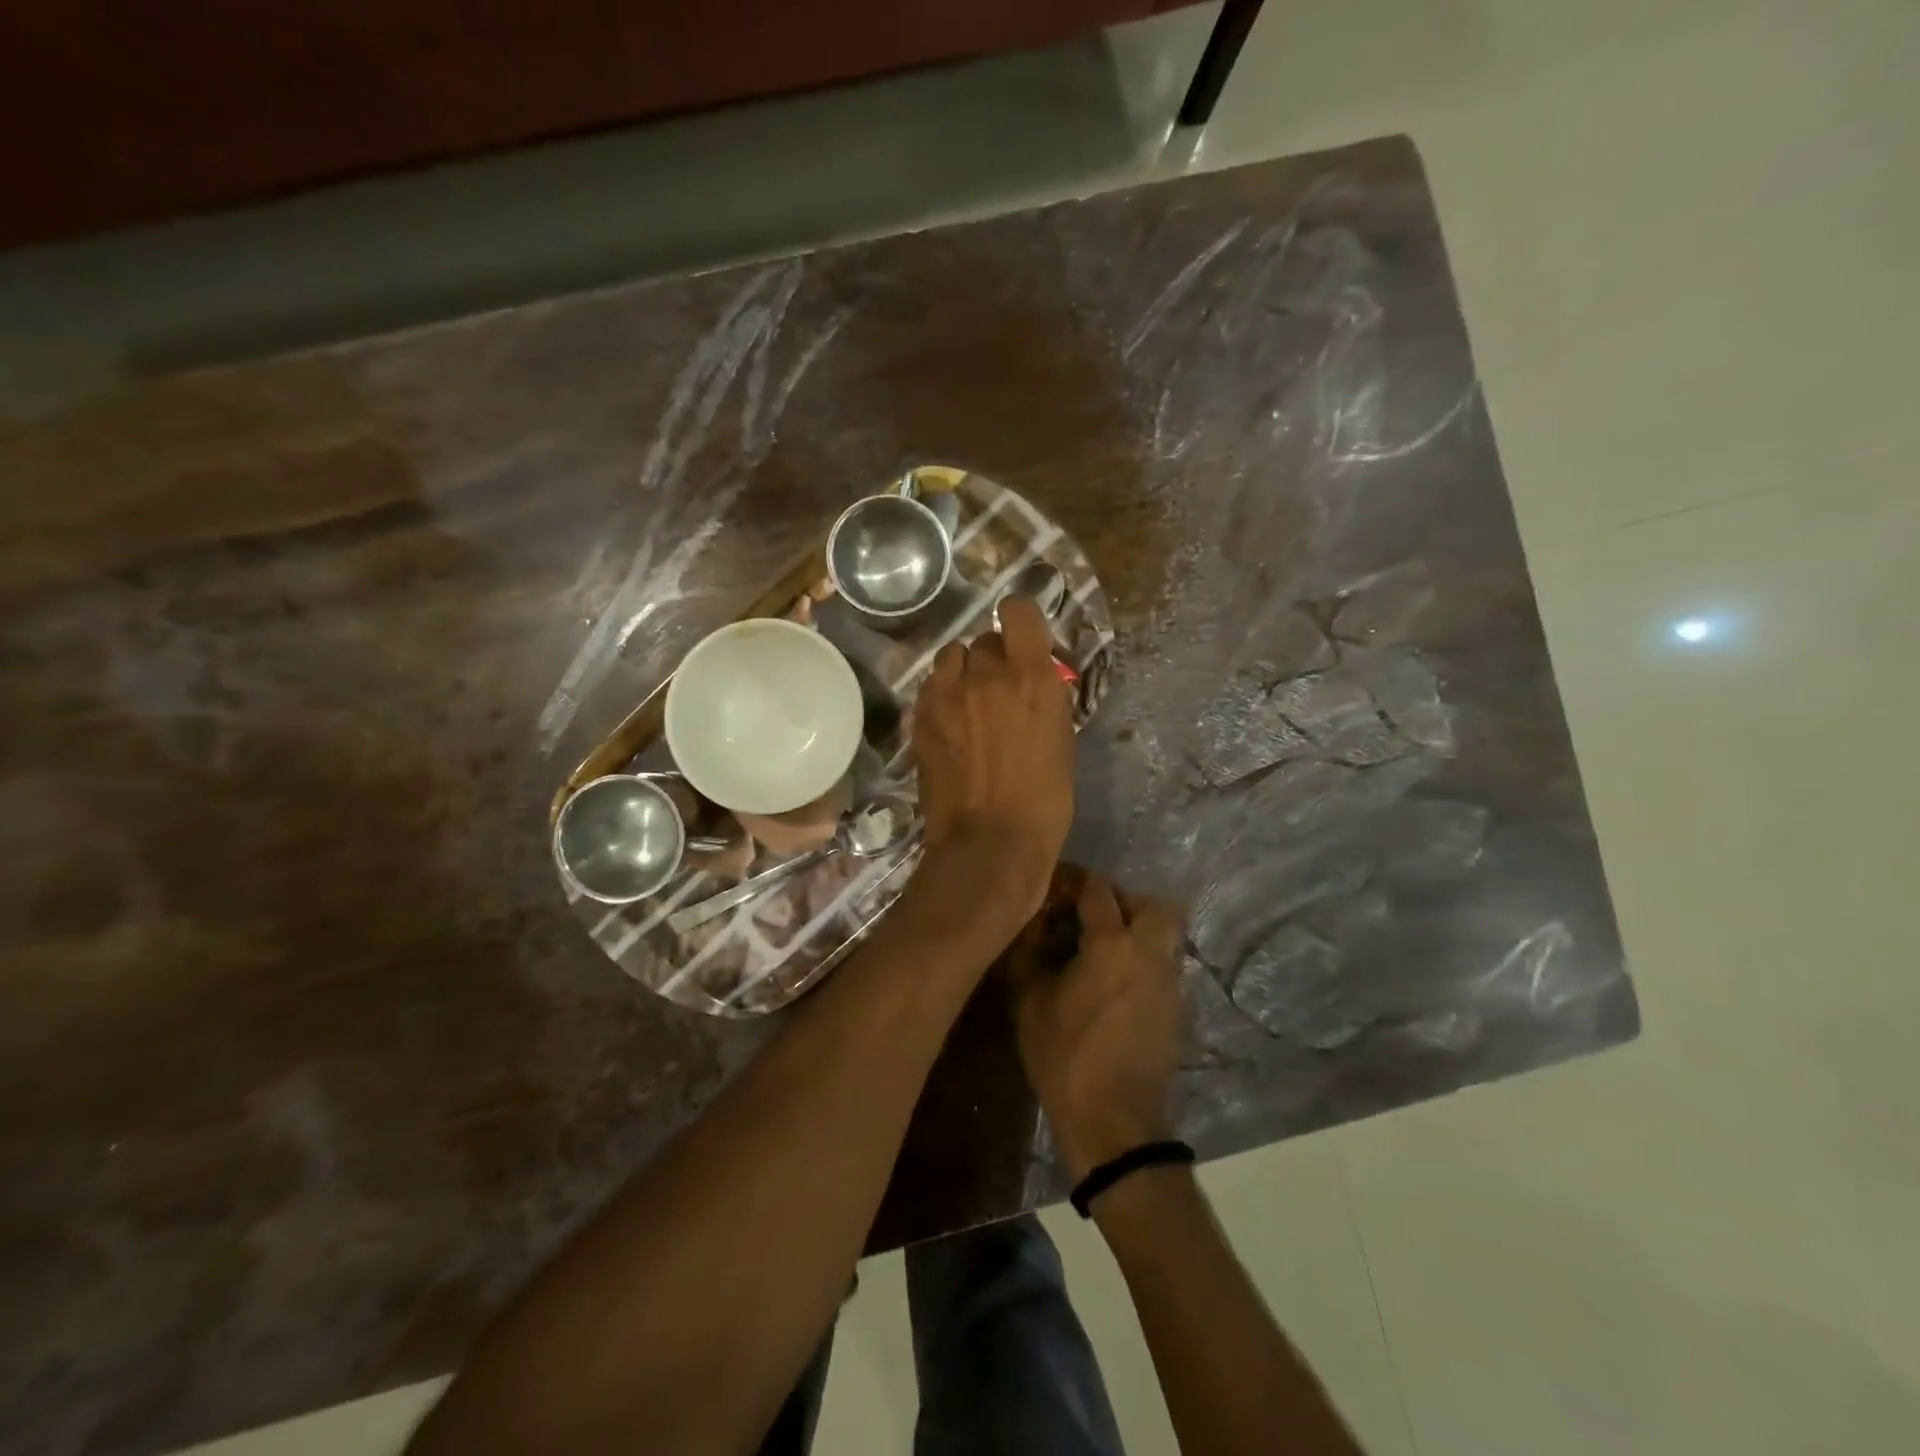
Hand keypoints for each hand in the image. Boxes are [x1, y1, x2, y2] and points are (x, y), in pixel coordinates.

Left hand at [911, 595, 1075, 917]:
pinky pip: (932, 685)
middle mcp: (988, 674)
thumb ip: (1044, 697)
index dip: (1018, 617)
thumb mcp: (1061, 740)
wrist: (990, 843)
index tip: (1021, 636)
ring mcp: (948, 694)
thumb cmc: (1044, 801)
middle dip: (993, 658)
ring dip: (963, 671)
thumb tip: (1033, 680)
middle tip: (998, 689)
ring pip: (952, 656)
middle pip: (984, 640)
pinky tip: (949, 722)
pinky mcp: (921, 716)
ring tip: (968, 701)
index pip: (1018, 610)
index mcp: (1032, 678)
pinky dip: (942, 694)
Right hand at [1014, 870, 1185, 1181]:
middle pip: (1152, 904)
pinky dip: (1143, 959)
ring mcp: (1170, 982)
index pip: (1098, 890)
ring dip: (1137, 929)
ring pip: (1164, 934)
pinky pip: (1164, 964)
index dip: (1075, 879)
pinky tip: (1115, 982)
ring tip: (1103, 949)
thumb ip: (1032, 954)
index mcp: (1112, 944)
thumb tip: (1036, 926)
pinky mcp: (1177, 1008)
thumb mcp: (1031, 1002)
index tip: (1056, 884)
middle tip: (1091, 915)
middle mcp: (1149, 953)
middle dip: (1122, 900)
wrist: (1115, 1121)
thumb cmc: (1065, 1057)